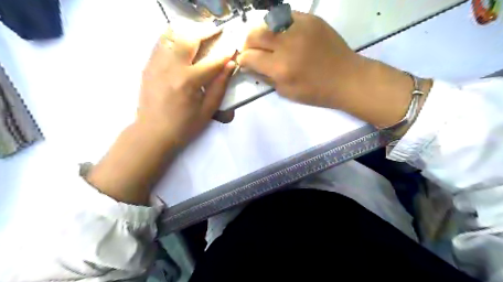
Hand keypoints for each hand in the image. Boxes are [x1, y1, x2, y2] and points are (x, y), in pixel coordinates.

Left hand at [138, 29, 237, 147]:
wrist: (153, 133)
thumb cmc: (184, 126)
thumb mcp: (207, 110)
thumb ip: (219, 86)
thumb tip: (230, 65)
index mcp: (188, 82)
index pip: (212, 61)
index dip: (225, 53)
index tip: (233, 48)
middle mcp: (171, 67)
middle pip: (189, 38)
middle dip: (206, 31)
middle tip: (217, 31)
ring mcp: (156, 63)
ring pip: (173, 35)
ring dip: (189, 31)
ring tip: (201, 34)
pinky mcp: (149, 65)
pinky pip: (161, 42)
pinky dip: (174, 37)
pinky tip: (183, 42)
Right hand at [238, 11, 359, 107]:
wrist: (346, 78)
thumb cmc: (316, 91)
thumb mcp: (286, 92)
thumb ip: (266, 77)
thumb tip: (251, 66)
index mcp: (281, 68)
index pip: (250, 57)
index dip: (243, 60)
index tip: (244, 62)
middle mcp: (287, 44)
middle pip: (254, 34)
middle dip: (247, 43)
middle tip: (251, 50)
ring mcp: (300, 28)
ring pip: (268, 21)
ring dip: (261, 32)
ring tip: (266, 41)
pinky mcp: (311, 19)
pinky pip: (285, 16)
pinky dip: (278, 25)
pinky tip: (282, 34)